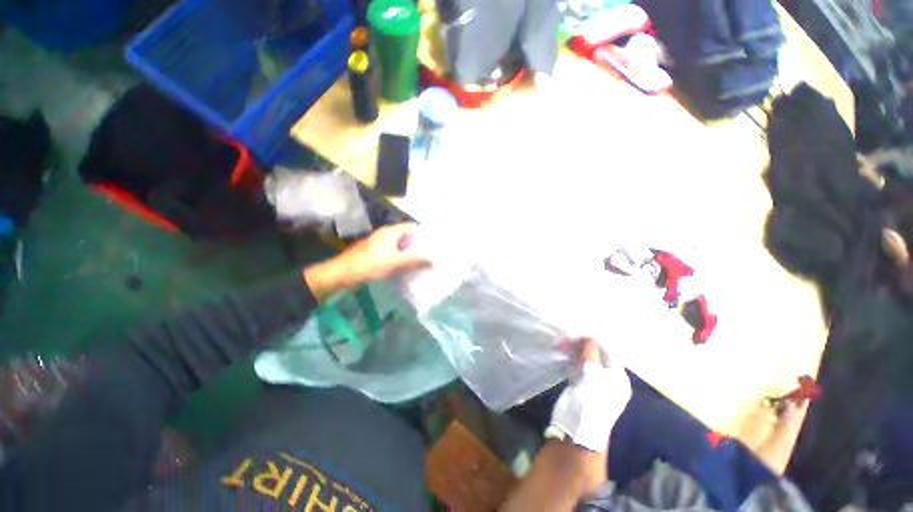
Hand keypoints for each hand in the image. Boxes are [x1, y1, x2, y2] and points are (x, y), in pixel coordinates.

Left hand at [304, 223, 429, 300]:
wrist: (343, 274)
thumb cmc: (369, 264)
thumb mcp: (394, 262)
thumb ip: (414, 259)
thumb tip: (433, 258)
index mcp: (390, 232)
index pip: (411, 226)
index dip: (423, 232)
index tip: (435, 241)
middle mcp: (386, 235)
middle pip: (407, 236)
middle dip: (419, 244)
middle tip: (433, 253)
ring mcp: (380, 245)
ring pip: (400, 246)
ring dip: (411, 252)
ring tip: (424, 261)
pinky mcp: (376, 255)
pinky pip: (394, 254)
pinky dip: (402, 258)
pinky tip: (409, 267)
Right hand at [550, 339, 631, 453]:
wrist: (576, 431)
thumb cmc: (589, 402)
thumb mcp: (591, 376)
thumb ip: (590, 353)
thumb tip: (587, 337)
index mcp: (617, 376)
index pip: (606, 350)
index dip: (591, 340)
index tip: (574, 333)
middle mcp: (607, 377)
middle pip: (594, 354)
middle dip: (578, 344)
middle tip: (561, 340)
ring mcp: (593, 381)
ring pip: (583, 359)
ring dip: (571, 350)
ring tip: (557, 345)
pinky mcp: (580, 384)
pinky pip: (576, 365)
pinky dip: (568, 358)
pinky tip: (559, 353)